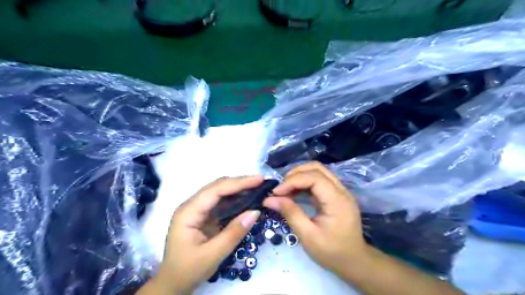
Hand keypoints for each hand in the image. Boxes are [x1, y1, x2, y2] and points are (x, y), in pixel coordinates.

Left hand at [155, 176, 264, 293]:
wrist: (172, 283)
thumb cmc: (188, 270)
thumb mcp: (212, 255)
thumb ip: (234, 233)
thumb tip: (255, 211)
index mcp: (188, 212)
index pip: (215, 190)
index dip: (238, 183)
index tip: (258, 179)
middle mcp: (191, 206)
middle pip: (217, 187)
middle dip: (240, 183)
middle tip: (261, 182)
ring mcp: (197, 210)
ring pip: (219, 192)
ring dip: (238, 189)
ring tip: (257, 188)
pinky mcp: (203, 216)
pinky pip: (220, 202)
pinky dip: (235, 199)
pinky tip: (246, 199)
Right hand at [261, 161, 365, 273]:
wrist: (354, 261)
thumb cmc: (332, 252)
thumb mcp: (308, 236)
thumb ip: (290, 213)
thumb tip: (269, 199)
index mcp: (337, 200)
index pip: (314, 177)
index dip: (292, 181)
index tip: (276, 192)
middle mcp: (341, 190)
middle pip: (316, 168)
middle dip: (295, 174)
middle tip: (280, 189)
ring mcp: (340, 191)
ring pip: (318, 171)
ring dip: (299, 176)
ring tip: (285, 190)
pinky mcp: (336, 194)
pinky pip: (319, 180)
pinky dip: (304, 183)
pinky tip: (294, 193)